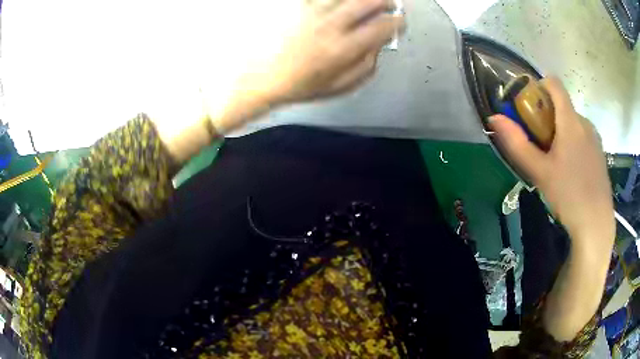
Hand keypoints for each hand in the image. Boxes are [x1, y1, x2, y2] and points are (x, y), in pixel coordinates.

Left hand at [263, 0, 403, 102]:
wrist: (265, 78)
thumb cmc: (303, 85)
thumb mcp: (341, 86)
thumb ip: (366, 66)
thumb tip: (379, 45)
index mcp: (345, 47)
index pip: (383, 26)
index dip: (398, 22)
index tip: (400, 23)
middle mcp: (332, 24)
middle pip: (369, 1)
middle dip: (386, 1)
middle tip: (389, 5)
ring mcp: (313, 12)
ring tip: (367, 1)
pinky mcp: (299, 6)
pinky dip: (335, 0)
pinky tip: (340, 3)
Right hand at [489, 77, 613, 249]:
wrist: (596, 223)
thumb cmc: (569, 195)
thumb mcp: (540, 172)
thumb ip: (517, 144)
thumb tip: (494, 118)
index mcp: (570, 121)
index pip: (554, 83)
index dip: (539, 86)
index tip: (530, 109)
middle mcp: (585, 122)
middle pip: (562, 106)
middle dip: (548, 118)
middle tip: (540, 147)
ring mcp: (595, 137)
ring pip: (572, 123)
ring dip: (560, 132)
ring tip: (556, 163)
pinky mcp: (600, 152)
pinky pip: (582, 136)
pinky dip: (573, 143)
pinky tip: (571, 171)